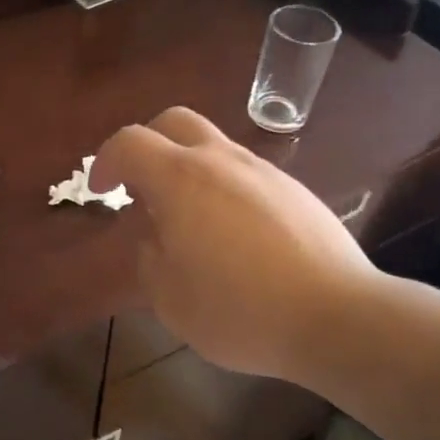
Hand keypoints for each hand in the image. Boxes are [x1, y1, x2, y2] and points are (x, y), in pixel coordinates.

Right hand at [90, 106, 378, 385]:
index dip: (105, 161)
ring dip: (188, 169)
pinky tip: (233, 237)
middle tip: (140, 187)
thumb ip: (149, 258)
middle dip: (148, 144)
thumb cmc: (240, 310)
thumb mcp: (170, 298)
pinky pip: (245, 174)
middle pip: (175, 122)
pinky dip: (223, 189)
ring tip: (188, 222)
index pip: (130, 142)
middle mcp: (222, 161)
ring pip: (214, 147)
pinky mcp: (295, 191)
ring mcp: (264, 172)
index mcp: (182, 179)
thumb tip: (155, 236)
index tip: (101, 191)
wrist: (337, 317)